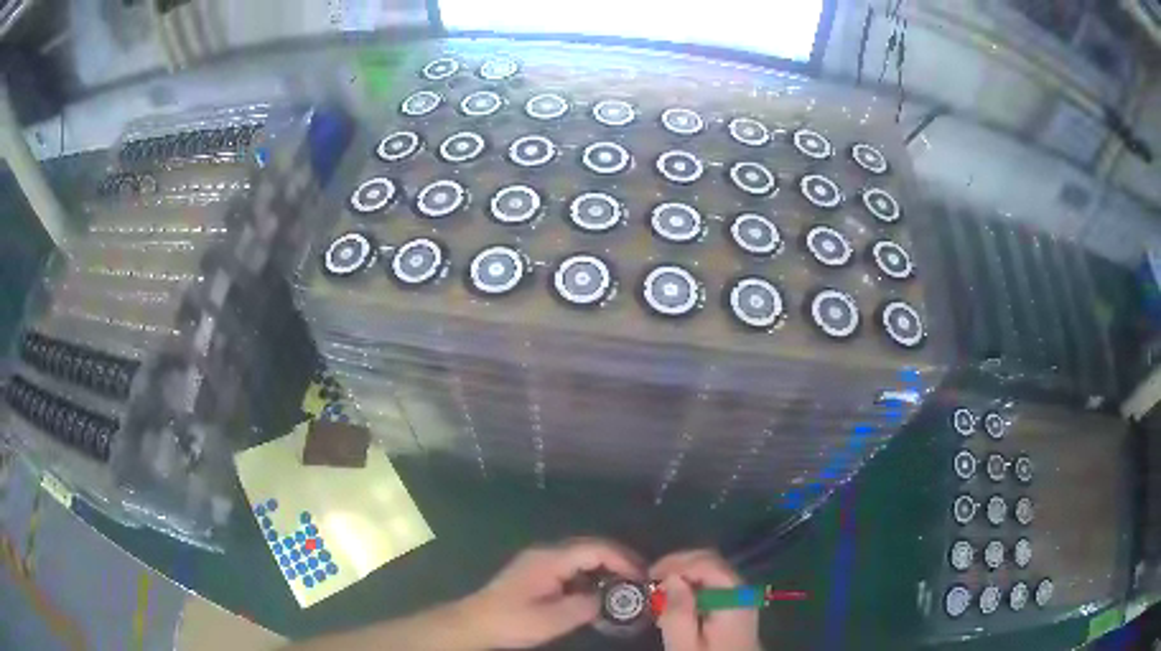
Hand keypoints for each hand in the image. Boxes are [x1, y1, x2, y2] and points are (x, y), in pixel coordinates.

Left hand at [459, 538, 643, 648]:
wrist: (475, 623)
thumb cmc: (511, 620)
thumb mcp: (551, 620)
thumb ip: (584, 606)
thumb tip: (605, 598)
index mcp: (550, 559)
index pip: (595, 549)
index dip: (622, 559)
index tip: (641, 577)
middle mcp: (546, 553)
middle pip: (590, 547)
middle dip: (618, 560)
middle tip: (640, 579)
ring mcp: (540, 561)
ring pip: (581, 556)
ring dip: (605, 567)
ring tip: (625, 585)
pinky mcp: (536, 572)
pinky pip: (571, 566)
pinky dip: (590, 575)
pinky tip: (598, 592)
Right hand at [650, 550, 760, 650]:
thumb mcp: (685, 644)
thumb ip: (678, 611)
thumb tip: (670, 577)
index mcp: (733, 596)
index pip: (706, 562)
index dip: (676, 562)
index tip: (649, 577)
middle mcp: (742, 590)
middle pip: (711, 562)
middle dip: (679, 566)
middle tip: (652, 584)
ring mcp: (741, 597)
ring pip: (711, 572)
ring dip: (684, 576)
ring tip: (660, 596)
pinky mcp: (737, 606)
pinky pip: (714, 585)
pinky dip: (693, 588)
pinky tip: (677, 605)